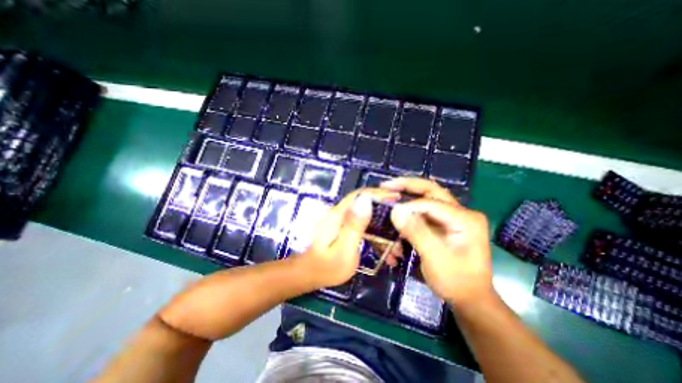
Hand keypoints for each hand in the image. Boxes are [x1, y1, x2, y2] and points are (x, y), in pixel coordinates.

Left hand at [298, 187, 400, 288]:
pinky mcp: (343, 229)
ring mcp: (341, 221)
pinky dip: (375, 236)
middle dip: (384, 212)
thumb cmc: (326, 267)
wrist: (308, 275)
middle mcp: (339, 214)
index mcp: (338, 215)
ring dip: (382, 229)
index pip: (360, 195)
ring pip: (366, 217)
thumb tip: (365, 200)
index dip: (379, 193)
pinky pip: (362, 227)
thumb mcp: (343, 250)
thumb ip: (354, 226)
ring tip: (396, 246)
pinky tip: (384, 250)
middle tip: (401, 223)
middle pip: (365, 204)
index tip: (397, 198)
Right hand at [382, 177, 490, 308]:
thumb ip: (416, 232)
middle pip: (431, 191)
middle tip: (386, 185)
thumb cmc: (456, 281)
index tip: (388, 209)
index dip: (408, 204)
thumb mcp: (435, 257)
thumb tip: (395, 210)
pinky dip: (410, 212)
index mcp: (465, 218)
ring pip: (426, 199)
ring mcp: (453, 218)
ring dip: (407, 197)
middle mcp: (461, 213)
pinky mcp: (445, 225)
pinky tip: (399, 215)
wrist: (470, 300)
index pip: (431, 202)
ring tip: (390, 195)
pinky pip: (424, 212)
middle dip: (407, 186)